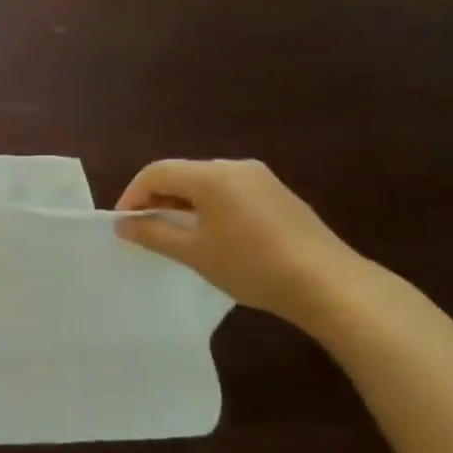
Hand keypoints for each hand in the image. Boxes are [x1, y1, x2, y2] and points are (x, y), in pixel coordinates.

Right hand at [114, 159, 367, 326]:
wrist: (329, 284)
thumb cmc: (251, 265)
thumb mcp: (193, 252)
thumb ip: (152, 233)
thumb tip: (123, 224)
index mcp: (211, 176)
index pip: (155, 173)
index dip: (132, 196)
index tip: (125, 226)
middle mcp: (235, 167)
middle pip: (180, 174)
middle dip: (156, 199)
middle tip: (146, 231)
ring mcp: (261, 179)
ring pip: (205, 183)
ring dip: (182, 204)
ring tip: (176, 236)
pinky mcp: (278, 195)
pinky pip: (229, 192)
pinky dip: (208, 207)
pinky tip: (213, 237)